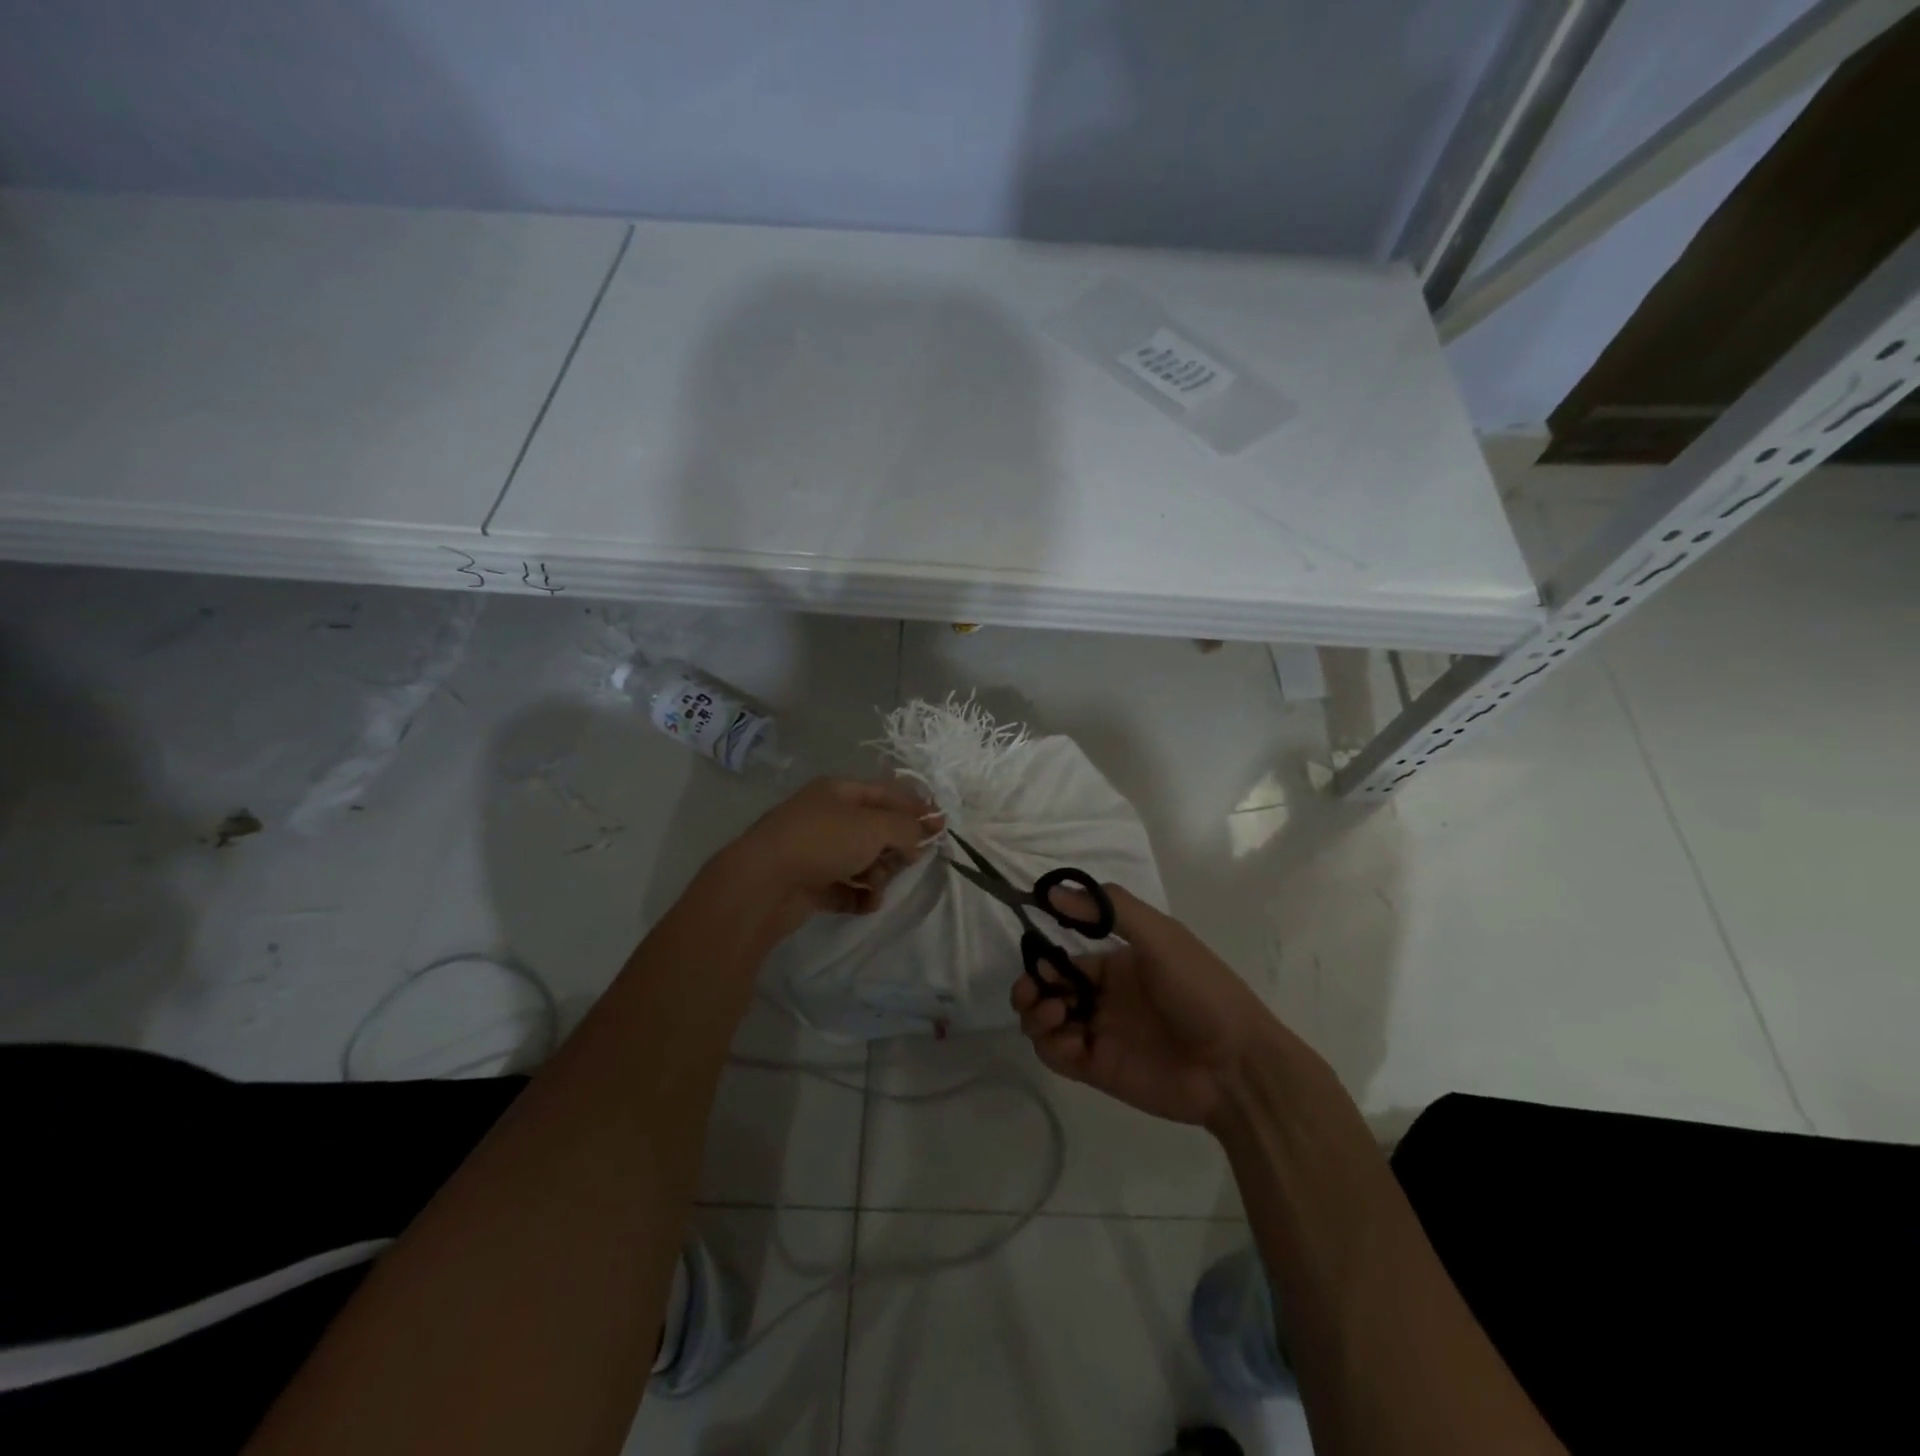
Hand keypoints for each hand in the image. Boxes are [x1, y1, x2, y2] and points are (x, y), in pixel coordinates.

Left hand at [719, 777, 938, 936]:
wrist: (762, 884)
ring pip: (863, 861)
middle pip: (877, 829)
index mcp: (840, 791)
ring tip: (874, 886)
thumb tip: (929, 828)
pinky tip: (865, 903)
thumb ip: (907, 827)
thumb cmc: (822, 842)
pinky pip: (846, 888)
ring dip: (878, 875)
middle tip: (907, 861)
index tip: (942, 828)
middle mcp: (828, 817)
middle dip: (896, 847)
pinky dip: (859, 896)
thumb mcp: (874, 826)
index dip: (916, 809)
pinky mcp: (810, 883)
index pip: (888, 794)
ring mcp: (816, 851)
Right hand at [1012, 884, 1280, 1127]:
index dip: (1044, 957)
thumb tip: (1053, 890)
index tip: (1038, 957)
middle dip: (1030, 987)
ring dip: (1035, 1014)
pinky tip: (1070, 1039)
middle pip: (1048, 990)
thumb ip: (1109, 909)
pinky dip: (1051, 1045)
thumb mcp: (1160, 937)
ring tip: (1053, 1012)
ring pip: (1045, 1022)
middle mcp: (1103, 998)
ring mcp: (1100, 1034)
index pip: (1064, 959)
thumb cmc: (1200, 990)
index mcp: (1116, 965)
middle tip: (1032, 991)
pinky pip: (1057, 1056)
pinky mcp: (1099, 1069)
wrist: (1237, 1066)